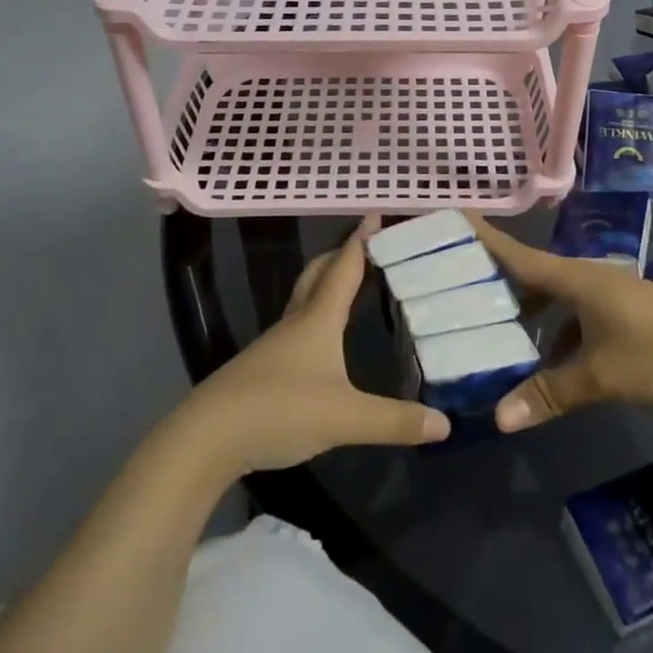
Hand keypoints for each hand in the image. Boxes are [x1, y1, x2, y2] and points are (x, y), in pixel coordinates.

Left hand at [182, 218, 449, 472]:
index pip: (344, 269)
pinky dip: (314, 319)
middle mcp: (295, 323)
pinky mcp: (261, 370)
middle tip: (364, 248)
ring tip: (348, 288)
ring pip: (303, 302)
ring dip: (325, 286)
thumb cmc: (279, 410)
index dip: (361, 242)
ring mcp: (273, 346)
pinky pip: (295, 329)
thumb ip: (394, 421)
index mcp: (317, 320)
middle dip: (340, 256)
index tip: (374, 215)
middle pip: (317, 276)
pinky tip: (322, 342)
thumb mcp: (345, 418)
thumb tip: (445, 425)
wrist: (207, 438)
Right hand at [468, 215, 652, 443]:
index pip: (520, 255)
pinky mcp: (629, 313)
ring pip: (559, 297)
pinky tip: (552, 361)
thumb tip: (497, 419)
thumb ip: (548, 394)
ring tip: (502, 333)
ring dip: (533, 312)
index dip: (487, 238)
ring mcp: (613, 294)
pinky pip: (579, 313)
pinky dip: (559, 330)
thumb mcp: (599, 378)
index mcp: (577, 279)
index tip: (456, 217)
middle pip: (536, 274)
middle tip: (464, 290)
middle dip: (502, 282)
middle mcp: (591, 278)